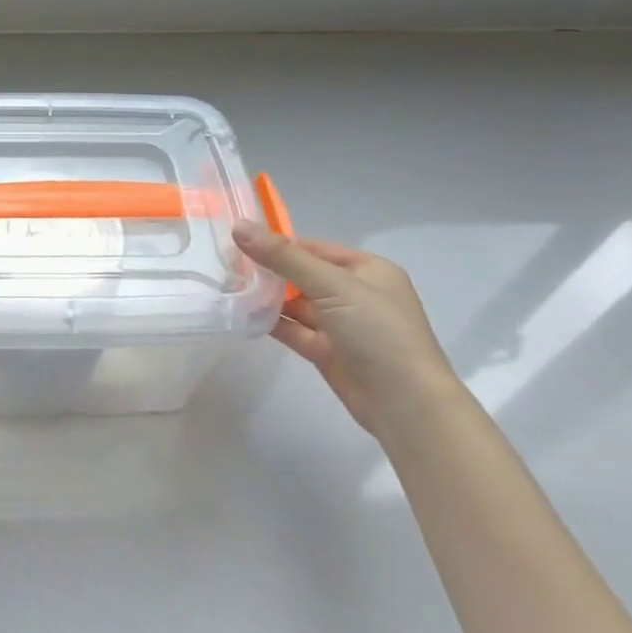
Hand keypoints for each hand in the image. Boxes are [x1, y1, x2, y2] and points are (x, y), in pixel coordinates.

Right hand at [231, 222, 459, 436]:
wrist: (406, 405)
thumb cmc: (378, 333)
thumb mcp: (333, 286)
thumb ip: (284, 257)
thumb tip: (240, 227)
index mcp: (368, 270)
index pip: (314, 248)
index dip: (279, 244)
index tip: (239, 243)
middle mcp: (355, 294)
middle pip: (303, 275)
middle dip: (269, 271)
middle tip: (225, 264)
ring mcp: (341, 325)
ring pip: (296, 304)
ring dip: (267, 297)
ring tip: (226, 286)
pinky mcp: (327, 352)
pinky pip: (294, 330)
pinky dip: (271, 322)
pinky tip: (243, 314)